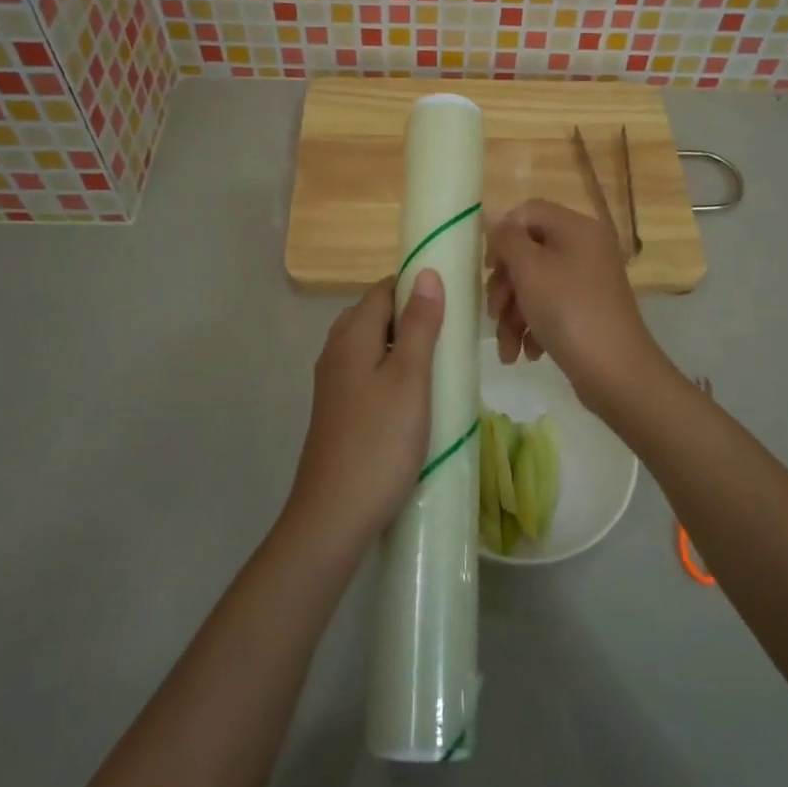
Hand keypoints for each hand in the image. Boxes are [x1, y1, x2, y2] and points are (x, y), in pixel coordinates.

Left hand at [284, 271, 444, 556]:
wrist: (335, 514)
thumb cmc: (380, 440)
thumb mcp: (410, 377)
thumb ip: (420, 325)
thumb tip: (426, 272)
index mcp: (351, 335)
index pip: (383, 290)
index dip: (415, 287)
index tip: (453, 300)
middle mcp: (336, 352)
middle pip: (375, 315)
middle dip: (412, 317)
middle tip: (452, 334)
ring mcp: (334, 384)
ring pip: (372, 347)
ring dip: (404, 347)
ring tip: (440, 364)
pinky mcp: (338, 411)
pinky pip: (367, 374)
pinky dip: (392, 373)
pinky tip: (416, 397)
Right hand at [486, 200, 671, 413]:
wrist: (616, 371)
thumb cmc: (568, 311)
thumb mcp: (530, 269)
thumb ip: (507, 239)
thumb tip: (495, 221)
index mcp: (576, 228)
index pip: (528, 212)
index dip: (502, 235)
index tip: (489, 267)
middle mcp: (584, 249)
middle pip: (528, 252)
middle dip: (504, 286)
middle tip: (494, 312)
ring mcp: (587, 282)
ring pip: (534, 286)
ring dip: (513, 315)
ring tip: (508, 348)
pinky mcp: (586, 311)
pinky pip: (550, 308)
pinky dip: (533, 328)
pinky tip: (528, 353)